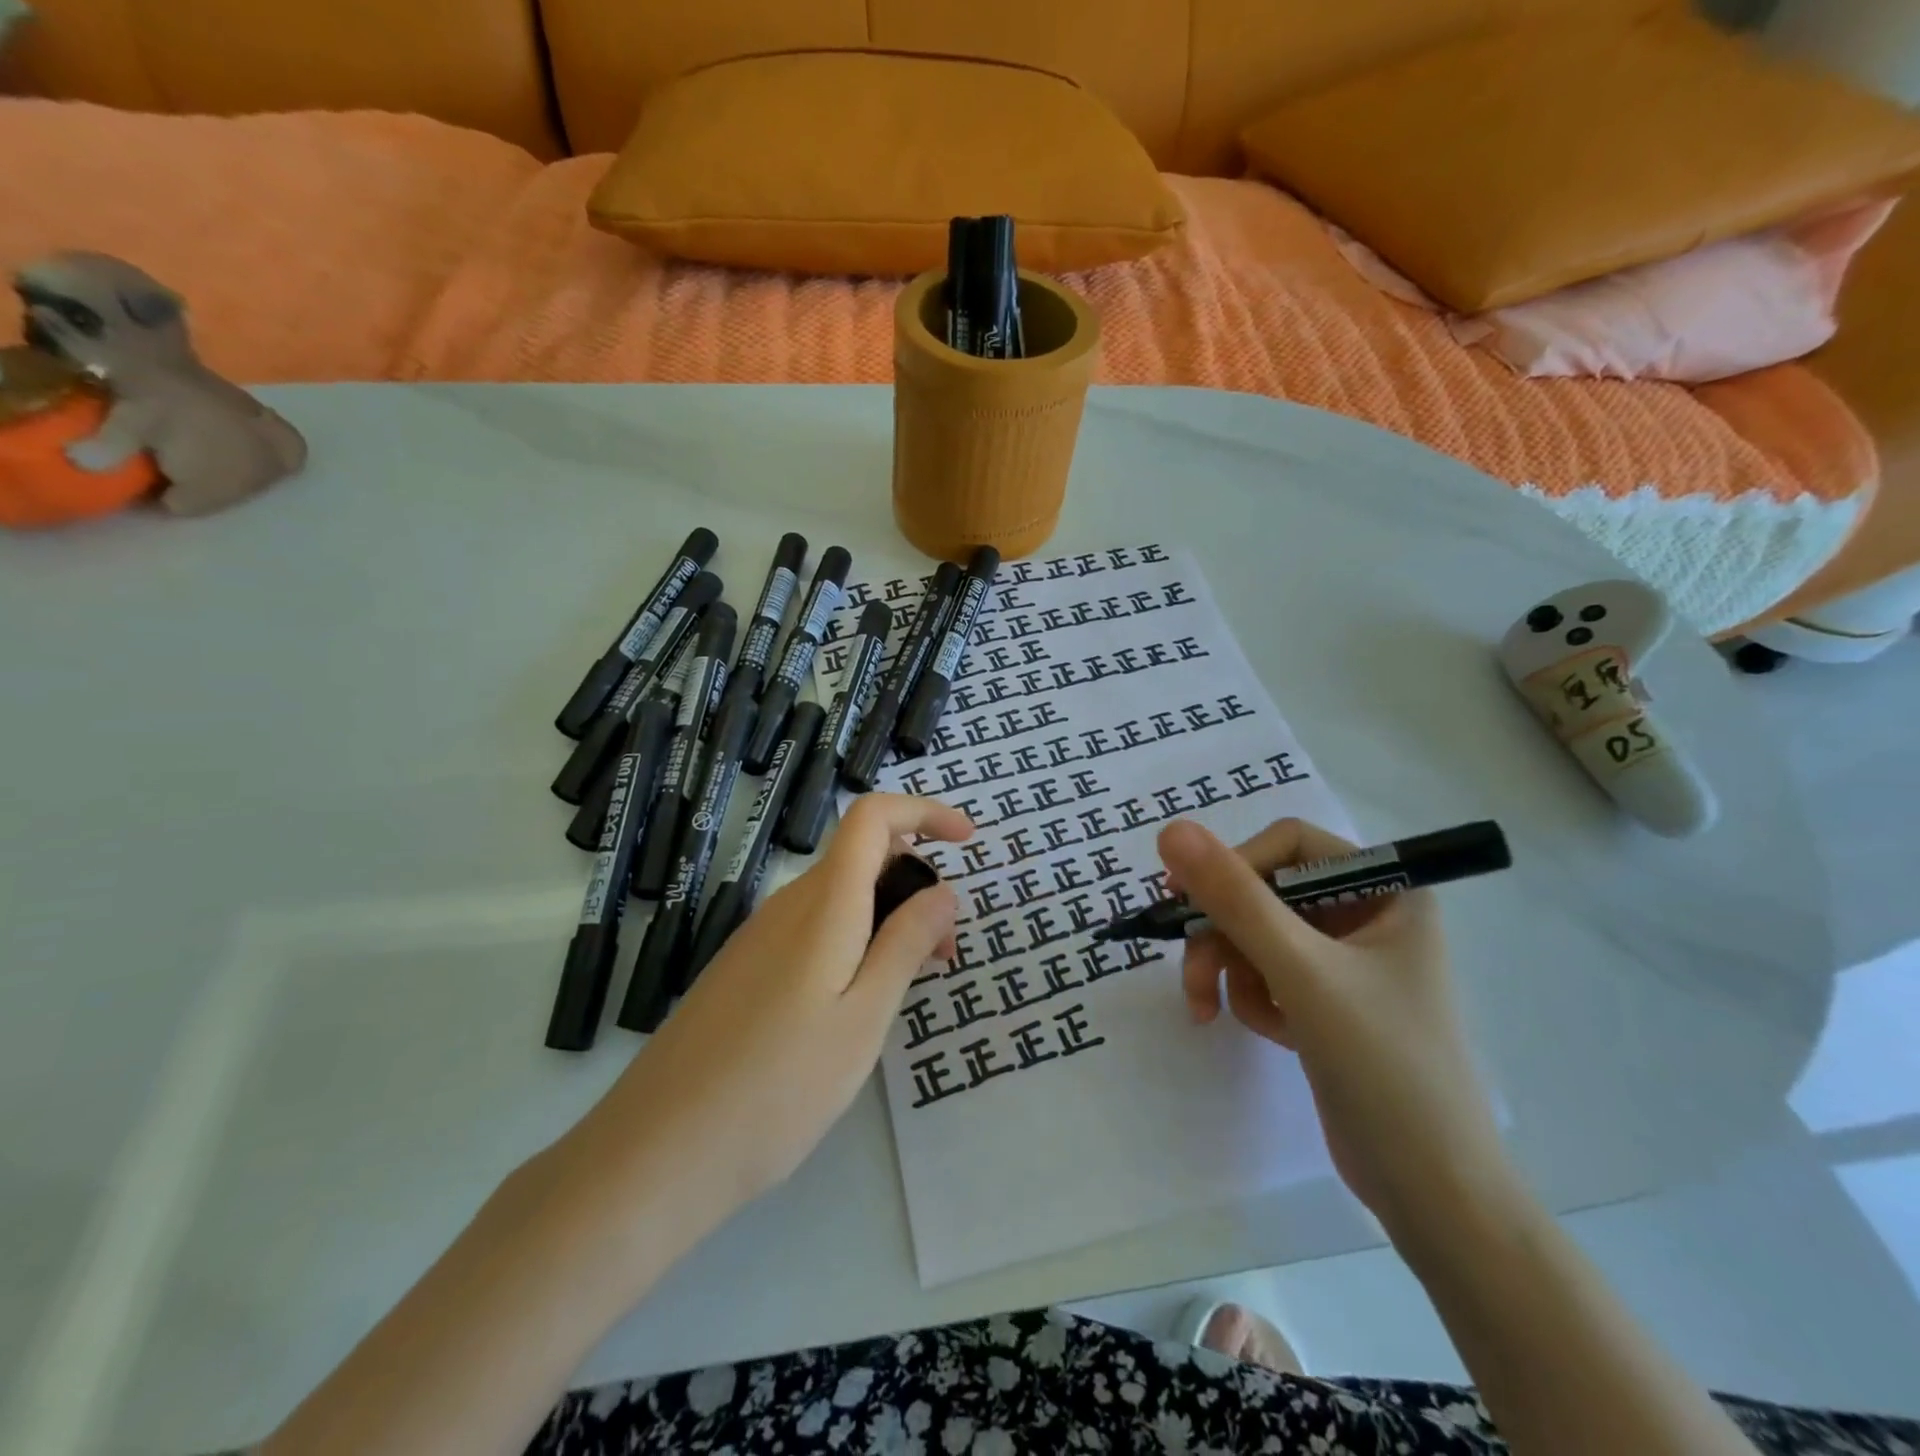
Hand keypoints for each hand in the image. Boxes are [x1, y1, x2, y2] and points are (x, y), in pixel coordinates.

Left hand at [565, 794, 971, 1230]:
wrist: (657, 1152)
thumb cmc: (777, 1088)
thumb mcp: (862, 1019)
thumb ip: (905, 945)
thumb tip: (944, 891)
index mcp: (823, 904)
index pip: (872, 818)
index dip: (924, 811)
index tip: (969, 841)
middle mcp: (788, 904)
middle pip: (862, 856)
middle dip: (916, 882)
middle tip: (946, 950)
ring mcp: (760, 936)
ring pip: (840, 896)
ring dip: (887, 916)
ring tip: (911, 982)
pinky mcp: (745, 968)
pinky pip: (814, 928)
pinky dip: (854, 939)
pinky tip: (856, 1001)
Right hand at [1158, 817, 1514, 1239]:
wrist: (1434, 1193)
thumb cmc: (1383, 1065)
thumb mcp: (1301, 972)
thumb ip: (1235, 899)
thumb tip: (1171, 830)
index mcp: (1387, 890)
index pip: (1289, 845)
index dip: (1234, 865)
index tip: (1185, 900)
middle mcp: (1368, 915)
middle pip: (1265, 892)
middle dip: (1223, 934)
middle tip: (1194, 976)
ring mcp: (1347, 961)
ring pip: (1257, 934)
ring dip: (1230, 970)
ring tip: (1216, 1012)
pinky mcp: (1329, 1001)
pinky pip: (1268, 973)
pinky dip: (1254, 998)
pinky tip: (1273, 1033)